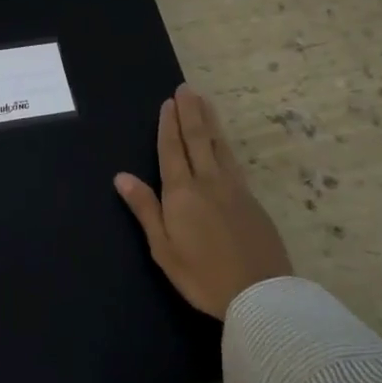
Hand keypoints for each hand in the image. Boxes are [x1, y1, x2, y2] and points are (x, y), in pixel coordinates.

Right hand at [114, 84, 292, 319]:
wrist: (259, 293)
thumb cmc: (202, 275)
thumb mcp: (163, 247)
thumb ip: (145, 208)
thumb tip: (121, 176)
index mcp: (182, 193)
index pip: (172, 151)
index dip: (169, 126)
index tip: (169, 102)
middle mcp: (208, 182)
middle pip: (198, 140)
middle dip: (190, 113)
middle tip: (186, 89)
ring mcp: (234, 189)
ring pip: (220, 146)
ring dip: (210, 122)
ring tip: (204, 102)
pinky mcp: (252, 200)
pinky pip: (233, 161)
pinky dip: (225, 144)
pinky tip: (223, 143)